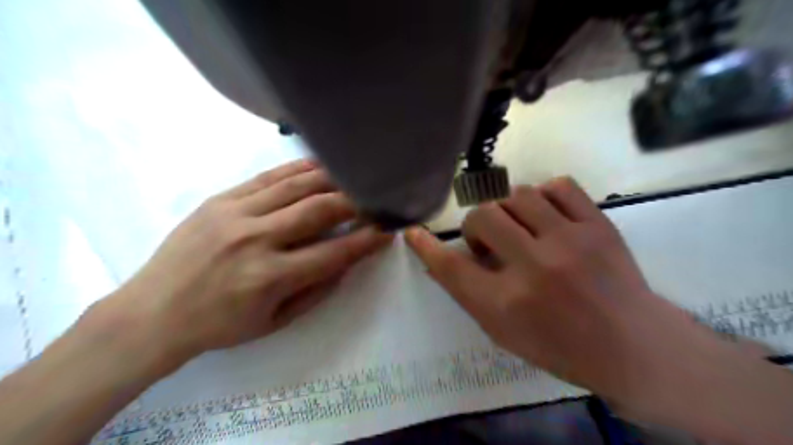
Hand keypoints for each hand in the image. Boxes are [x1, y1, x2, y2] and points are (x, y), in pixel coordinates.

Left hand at [100, 158, 392, 357]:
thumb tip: (347, 261)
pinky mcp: (220, 200)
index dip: (366, 240)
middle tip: (375, 196)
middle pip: (319, 209)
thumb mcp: (275, 322)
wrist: (152, 313)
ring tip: (354, 174)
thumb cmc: (219, 325)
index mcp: (270, 277)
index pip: (334, 252)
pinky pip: (267, 177)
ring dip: (332, 178)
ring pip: (296, 186)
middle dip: (355, 201)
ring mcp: (235, 214)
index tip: (388, 229)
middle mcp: (256, 239)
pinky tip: (318, 165)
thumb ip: (316, 290)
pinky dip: (297, 169)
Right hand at [405, 176, 734, 417]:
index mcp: (506, 304)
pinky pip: (558, 185)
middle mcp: (534, 268)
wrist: (631, 345)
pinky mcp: (598, 224)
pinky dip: (544, 196)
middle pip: (482, 217)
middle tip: (491, 241)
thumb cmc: (559, 346)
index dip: (426, 246)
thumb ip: (469, 293)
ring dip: (509, 211)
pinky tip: (547, 215)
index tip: (413, 232)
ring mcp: (570, 241)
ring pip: (517, 195)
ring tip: (520, 227)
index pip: (450, 266)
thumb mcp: (503, 332)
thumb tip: (441, 258)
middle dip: (477, 227)